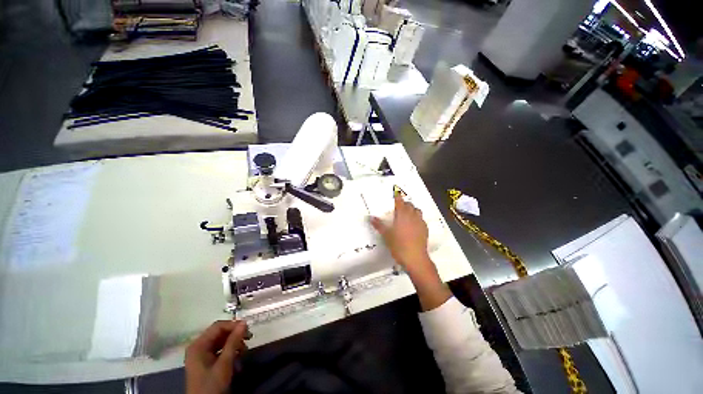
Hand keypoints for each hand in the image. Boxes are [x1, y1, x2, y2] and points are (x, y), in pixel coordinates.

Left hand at [185, 320, 247, 393]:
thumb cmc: (212, 384)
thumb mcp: (224, 363)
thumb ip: (234, 341)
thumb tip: (244, 323)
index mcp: (198, 344)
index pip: (218, 326)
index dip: (233, 325)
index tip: (248, 329)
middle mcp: (198, 346)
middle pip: (219, 333)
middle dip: (235, 335)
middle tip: (249, 338)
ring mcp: (201, 354)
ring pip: (221, 341)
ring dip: (234, 343)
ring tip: (244, 349)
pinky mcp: (205, 362)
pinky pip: (219, 349)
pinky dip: (230, 350)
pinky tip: (237, 355)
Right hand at [370, 195, 430, 275]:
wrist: (415, 258)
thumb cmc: (398, 245)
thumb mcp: (386, 235)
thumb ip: (379, 225)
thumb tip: (371, 217)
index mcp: (402, 215)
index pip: (400, 202)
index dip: (397, 197)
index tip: (396, 194)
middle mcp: (412, 216)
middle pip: (410, 205)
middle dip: (405, 204)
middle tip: (399, 208)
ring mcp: (420, 222)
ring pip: (417, 211)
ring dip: (412, 210)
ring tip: (407, 215)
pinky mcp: (425, 229)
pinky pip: (421, 219)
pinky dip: (417, 219)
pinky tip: (414, 225)